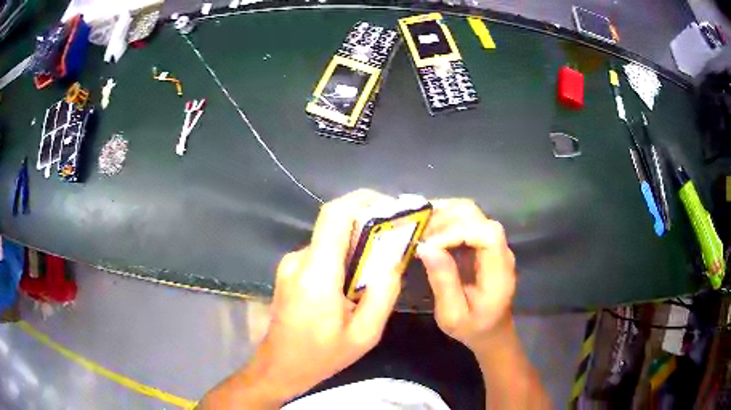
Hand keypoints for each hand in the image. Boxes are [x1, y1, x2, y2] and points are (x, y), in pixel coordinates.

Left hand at [202, 190, 402, 408]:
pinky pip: (322, 253)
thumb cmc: (321, 355)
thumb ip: (383, 293)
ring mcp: (290, 264)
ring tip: (379, 265)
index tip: (390, 207)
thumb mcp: (365, 334)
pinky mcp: (289, 270)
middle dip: (368, 224)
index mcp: (316, 274)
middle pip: (334, 224)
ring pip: (330, 239)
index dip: (362, 200)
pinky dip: (343, 256)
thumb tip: (394, 259)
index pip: (334, 215)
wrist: (280, 366)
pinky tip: (355, 280)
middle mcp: (299, 260)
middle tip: (395, 239)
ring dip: (356, 244)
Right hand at [416, 199, 515, 352]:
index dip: (456, 232)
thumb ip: (443, 282)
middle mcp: (500, 251)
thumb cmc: (473, 328)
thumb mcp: (453, 316)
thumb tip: (425, 248)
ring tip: (419, 229)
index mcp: (499, 271)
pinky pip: (464, 221)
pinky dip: (444, 220)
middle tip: (418, 232)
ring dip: (443, 215)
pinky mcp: (482, 243)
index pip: (486, 234)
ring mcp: (493, 244)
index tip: (428, 246)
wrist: (491, 330)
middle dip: (446, 219)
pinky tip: (427, 230)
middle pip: (478, 216)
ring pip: (470, 213)